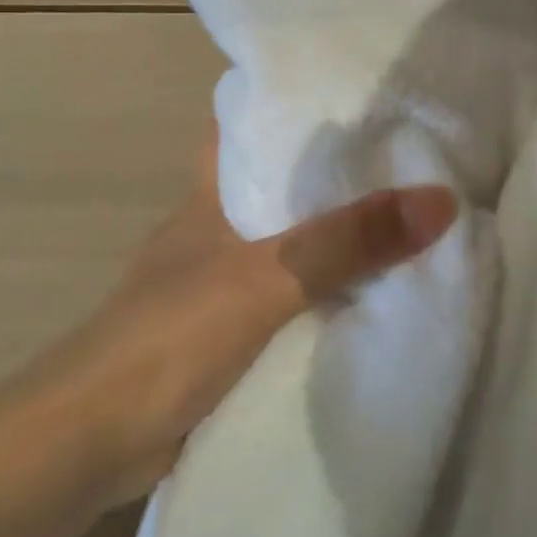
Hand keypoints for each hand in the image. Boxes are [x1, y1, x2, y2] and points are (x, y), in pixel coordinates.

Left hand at [46, 134, 457, 501]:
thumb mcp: (266, 279)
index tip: (355, 94)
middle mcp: (216, 231)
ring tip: (410, 219)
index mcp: (211, 196)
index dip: (292, 106)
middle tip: (410, 157)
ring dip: (337, 241)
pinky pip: (292, 301)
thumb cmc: (170, 336)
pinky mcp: (230, 335)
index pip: (248, 128)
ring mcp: (221, 285)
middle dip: (336, 176)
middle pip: (281, 187)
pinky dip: (327, 296)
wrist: (94, 442)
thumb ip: (347, 242)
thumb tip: (442, 199)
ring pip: (291, 246)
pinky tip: (375, 296)